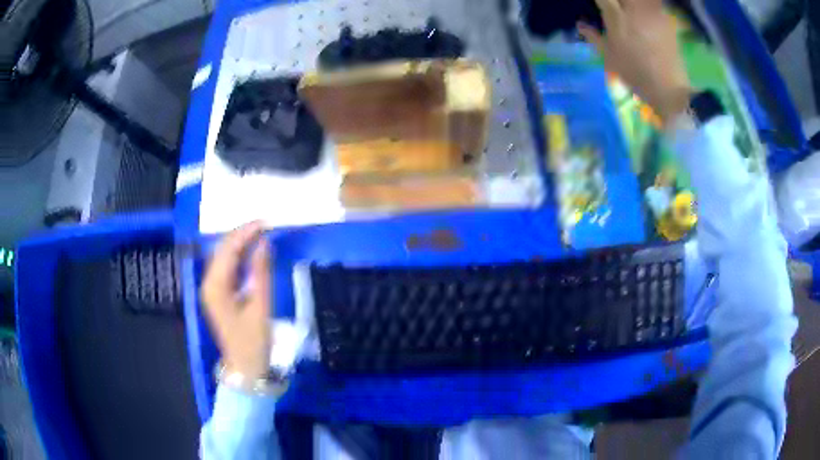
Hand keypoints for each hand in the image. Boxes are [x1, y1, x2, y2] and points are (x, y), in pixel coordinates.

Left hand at [202, 222, 272, 380]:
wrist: (245, 368)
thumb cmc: (253, 341)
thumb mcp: (260, 307)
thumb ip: (261, 273)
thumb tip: (264, 242)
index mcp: (215, 286)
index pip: (228, 249)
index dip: (245, 232)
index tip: (266, 222)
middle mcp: (209, 283)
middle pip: (222, 250)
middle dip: (242, 234)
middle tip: (265, 224)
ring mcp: (211, 289)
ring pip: (223, 257)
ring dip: (240, 243)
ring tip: (260, 233)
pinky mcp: (218, 294)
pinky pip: (226, 267)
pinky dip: (238, 256)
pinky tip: (251, 252)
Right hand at [579, 0, 691, 121]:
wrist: (669, 89)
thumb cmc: (636, 74)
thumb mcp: (609, 58)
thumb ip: (594, 37)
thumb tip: (580, 25)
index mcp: (616, 17)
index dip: (600, 1)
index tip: (599, 6)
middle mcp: (634, 9)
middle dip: (616, 1)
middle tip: (614, 8)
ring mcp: (652, 12)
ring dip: (632, 3)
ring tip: (629, 10)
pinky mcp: (666, 19)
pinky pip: (654, 3)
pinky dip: (647, 6)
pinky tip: (644, 14)